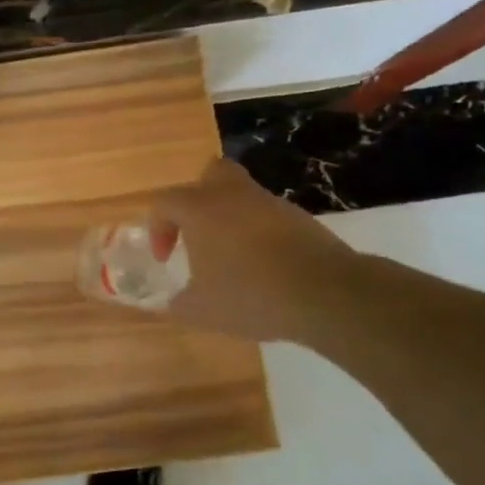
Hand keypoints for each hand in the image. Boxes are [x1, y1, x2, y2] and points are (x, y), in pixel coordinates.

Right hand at [150, 158, 363, 342]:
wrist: (326, 294)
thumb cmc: (250, 295)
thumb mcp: (201, 310)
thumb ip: (179, 303)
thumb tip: (173, 303)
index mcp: (201, 210)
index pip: (165, 203)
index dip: (158, 229)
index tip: (165, 259)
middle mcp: (235, 196)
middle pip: (212, 174)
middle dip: (198, 197)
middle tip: (196, 231)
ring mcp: (272, 205)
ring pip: (244, 196)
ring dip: (231, 219)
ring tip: (231, 259)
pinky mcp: (302, 220)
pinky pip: (269, 217)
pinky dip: (260, 234)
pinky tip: (262, 268)